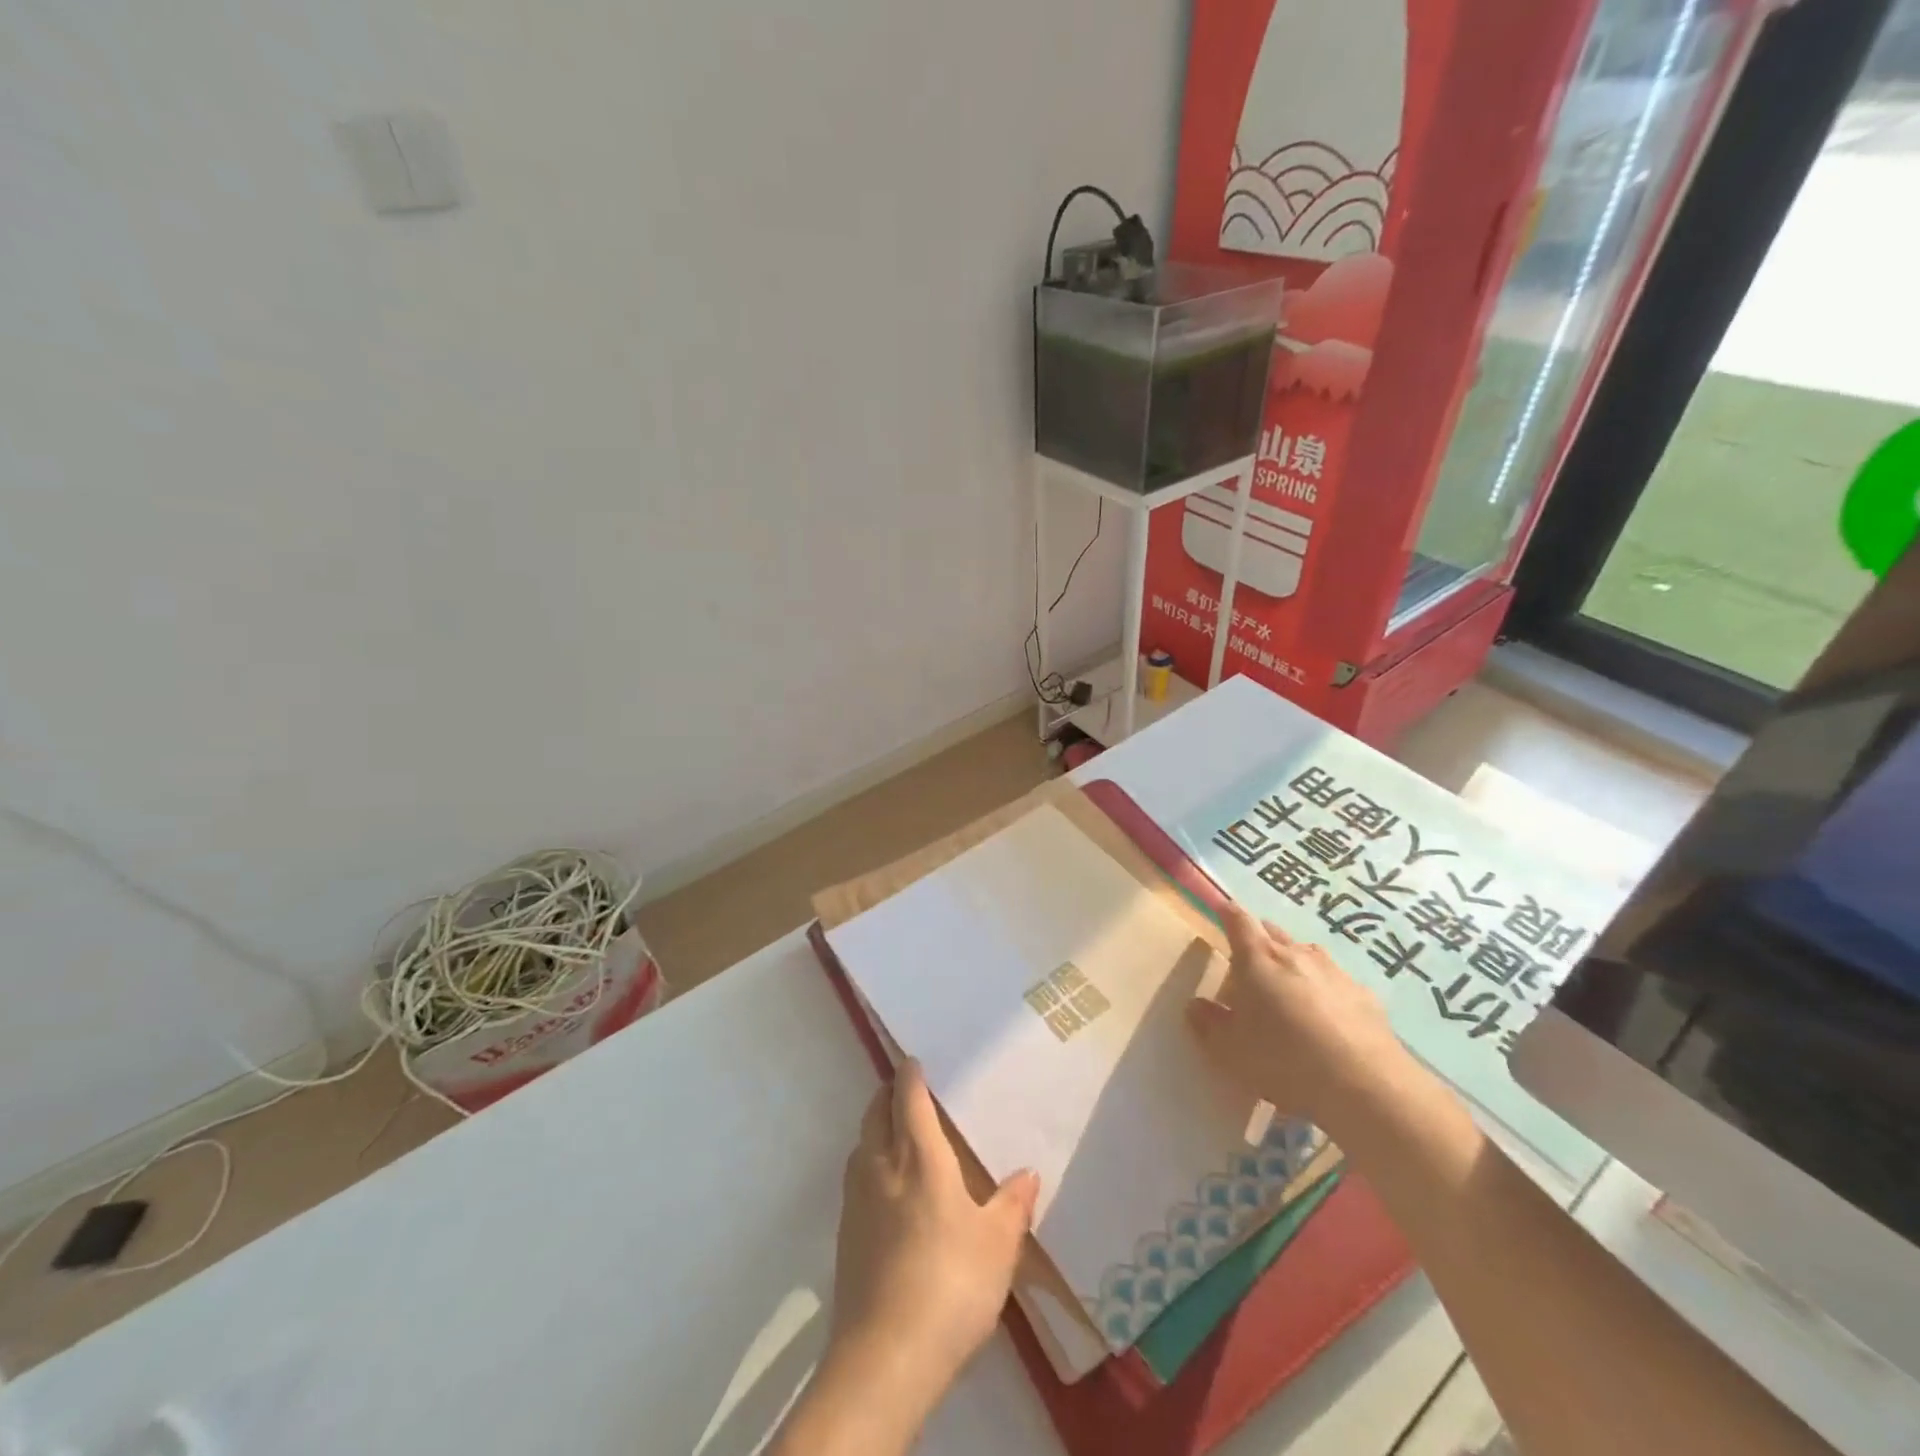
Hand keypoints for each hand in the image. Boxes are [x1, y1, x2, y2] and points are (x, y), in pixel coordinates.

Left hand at [828, 1061, 1040, 1399]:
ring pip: (861, 1142)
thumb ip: (1012, 1204)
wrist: (885, 1357)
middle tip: (908, 1088)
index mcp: (918, 1155)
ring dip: (876, 1126)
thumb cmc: (950, 1285)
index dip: (910, 1073)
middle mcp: (881, 1164)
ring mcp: (856, 1198)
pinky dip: (869, 1162)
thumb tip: (1028, 1172)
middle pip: (876, 1111)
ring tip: (898, 1131)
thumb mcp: (998, 1245)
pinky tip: (887, 1188)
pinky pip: (856, 1176)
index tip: (914, 1059)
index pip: (908, 1096)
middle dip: (888, 1092)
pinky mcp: (845, 1233)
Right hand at [1187, 899, 1407, 1128]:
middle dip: (1259, 939)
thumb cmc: (1284, 1060)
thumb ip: (1209, 1023)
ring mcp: (1335, 972)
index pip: (1238, 920)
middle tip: (1249, 962)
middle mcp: (1296, 954)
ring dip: (1293, 963)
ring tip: (1287, 989)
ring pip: (1307, 954)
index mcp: (1258, 958)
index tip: (1221, 908)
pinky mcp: (1366, 997)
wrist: (1366, 1087)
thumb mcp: (1231, 1049)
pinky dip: (1325, 990)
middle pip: (1273, 932)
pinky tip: (1327, 1018)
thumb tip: (1196, 1005)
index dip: (1227, 912)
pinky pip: (1336, 982)